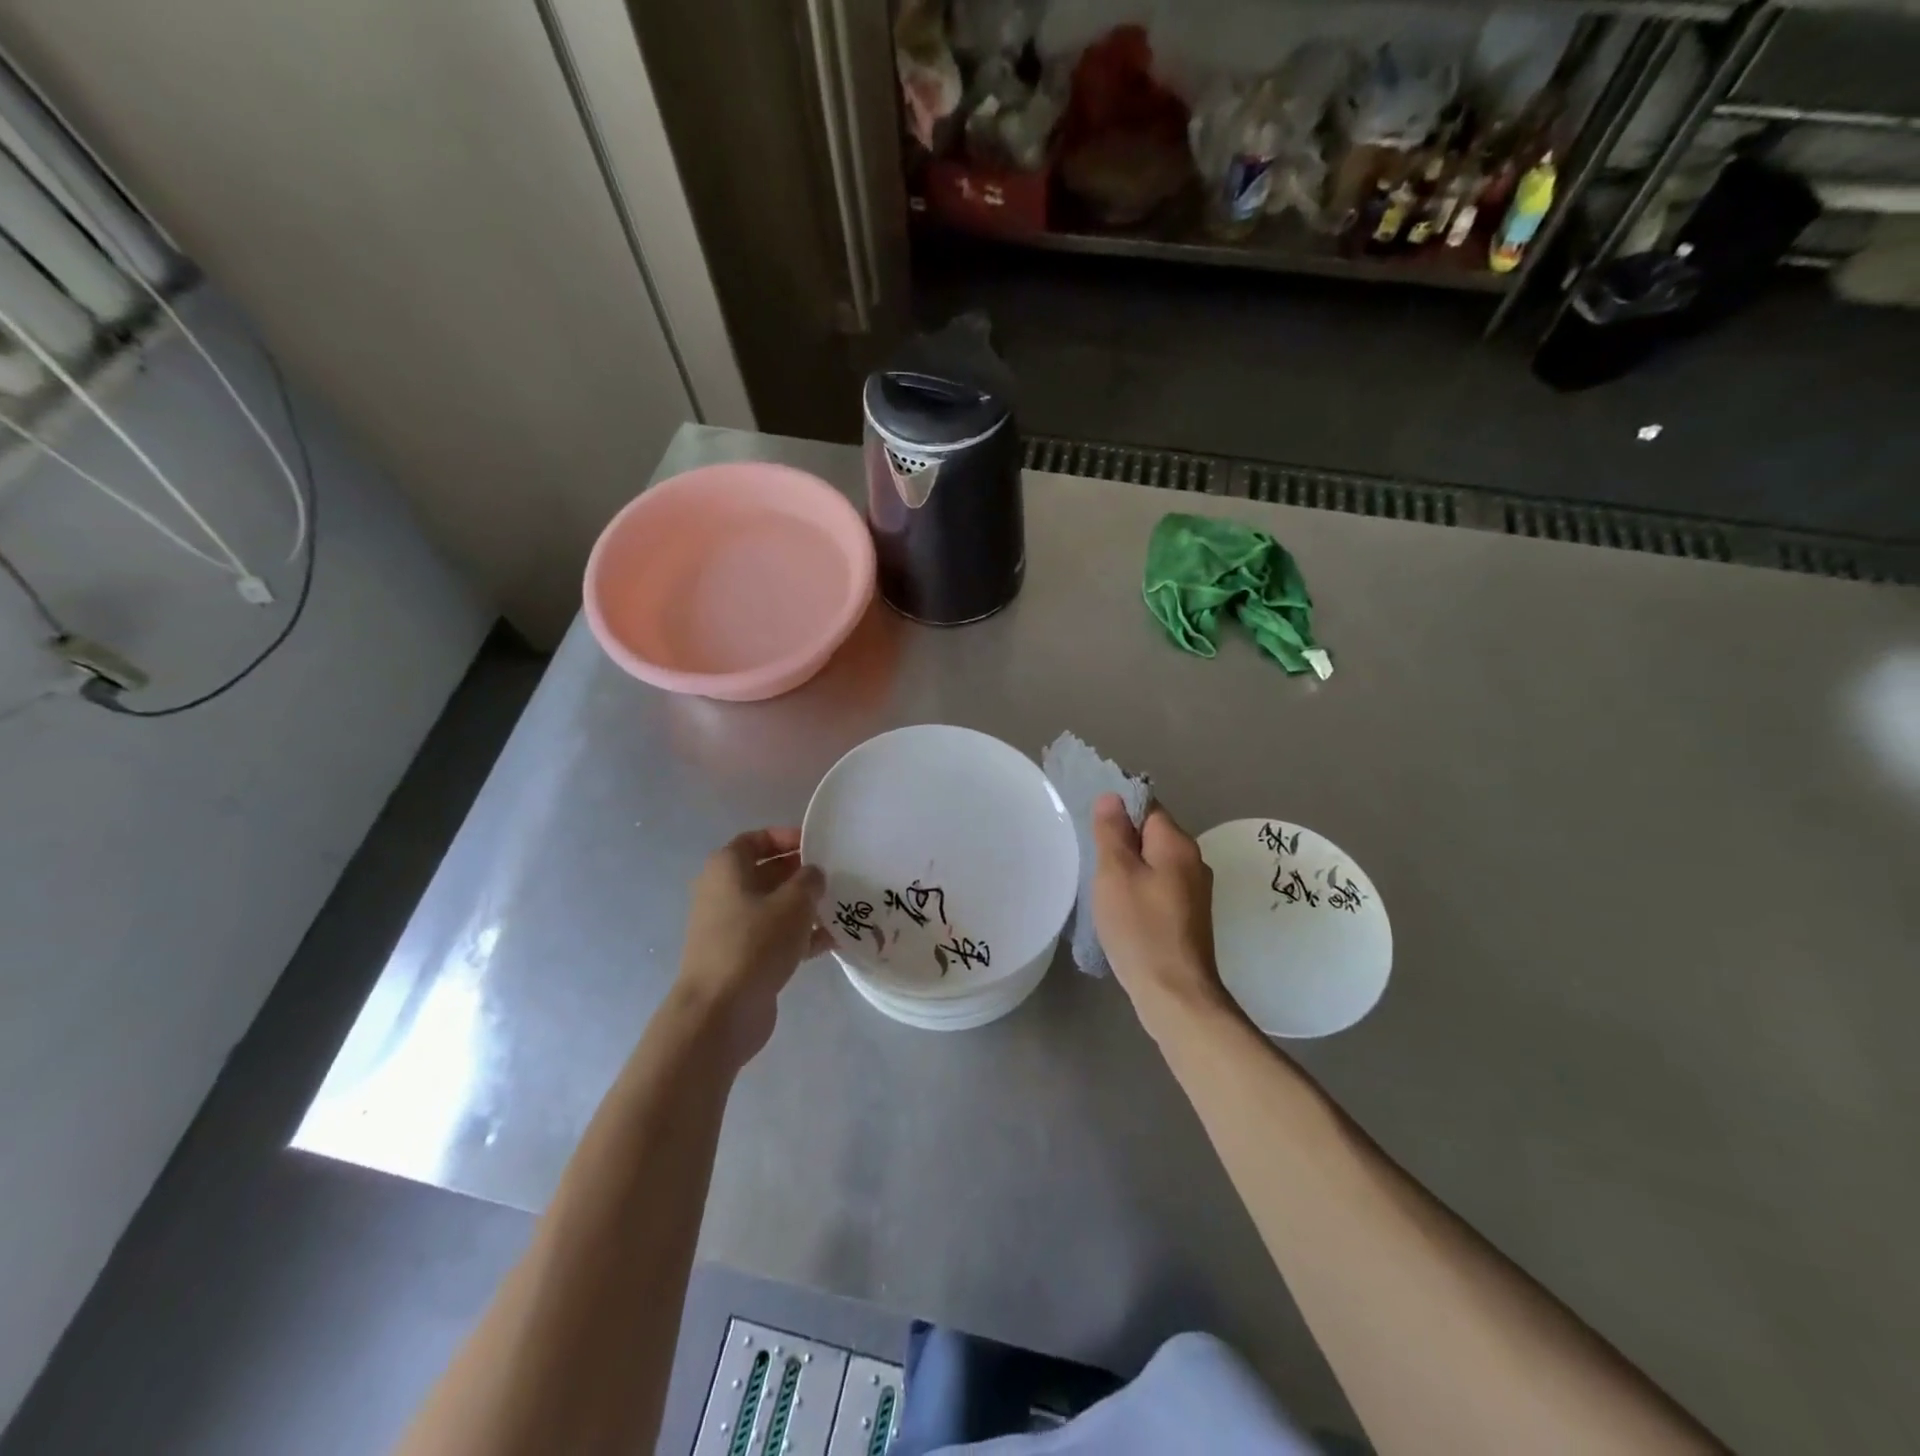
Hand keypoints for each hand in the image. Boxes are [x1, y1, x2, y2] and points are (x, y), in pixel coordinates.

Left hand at [675, 828, 828, 1066]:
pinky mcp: (741, 958)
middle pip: (767, 873)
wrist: (720, 1012)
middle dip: (801, 874)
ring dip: (805, 907)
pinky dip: (800, 936)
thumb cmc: (755, 942)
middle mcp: (723, 892)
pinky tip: (833, 942)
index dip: (787, 837)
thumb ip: (809, 880)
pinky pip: (775, 937)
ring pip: (774, 907)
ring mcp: (730, 928)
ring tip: (841, 908)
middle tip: (836, 876)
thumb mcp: (793, 903)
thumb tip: (813, 875)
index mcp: (726, 868)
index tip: (818, 846)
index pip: (757, 839)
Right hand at [1090, 794, 1230, 1038]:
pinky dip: (1140, 890)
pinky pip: (1160, 887)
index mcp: (1177, 844)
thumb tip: (1112, 797)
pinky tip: (1122, 909)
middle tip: (1092, 859)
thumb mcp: (1115, 873)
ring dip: (1130, 868)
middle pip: (1152, 835)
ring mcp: (1195, 891)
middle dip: (1122, 842)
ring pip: (1155, 863)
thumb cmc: (1140, 928)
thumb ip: (1112, 832)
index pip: (1147, 807)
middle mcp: (1193, 861)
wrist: (1174, 993)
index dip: (1118, 812)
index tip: (1093, 830)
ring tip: (1102, 886)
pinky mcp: (1190, 916)